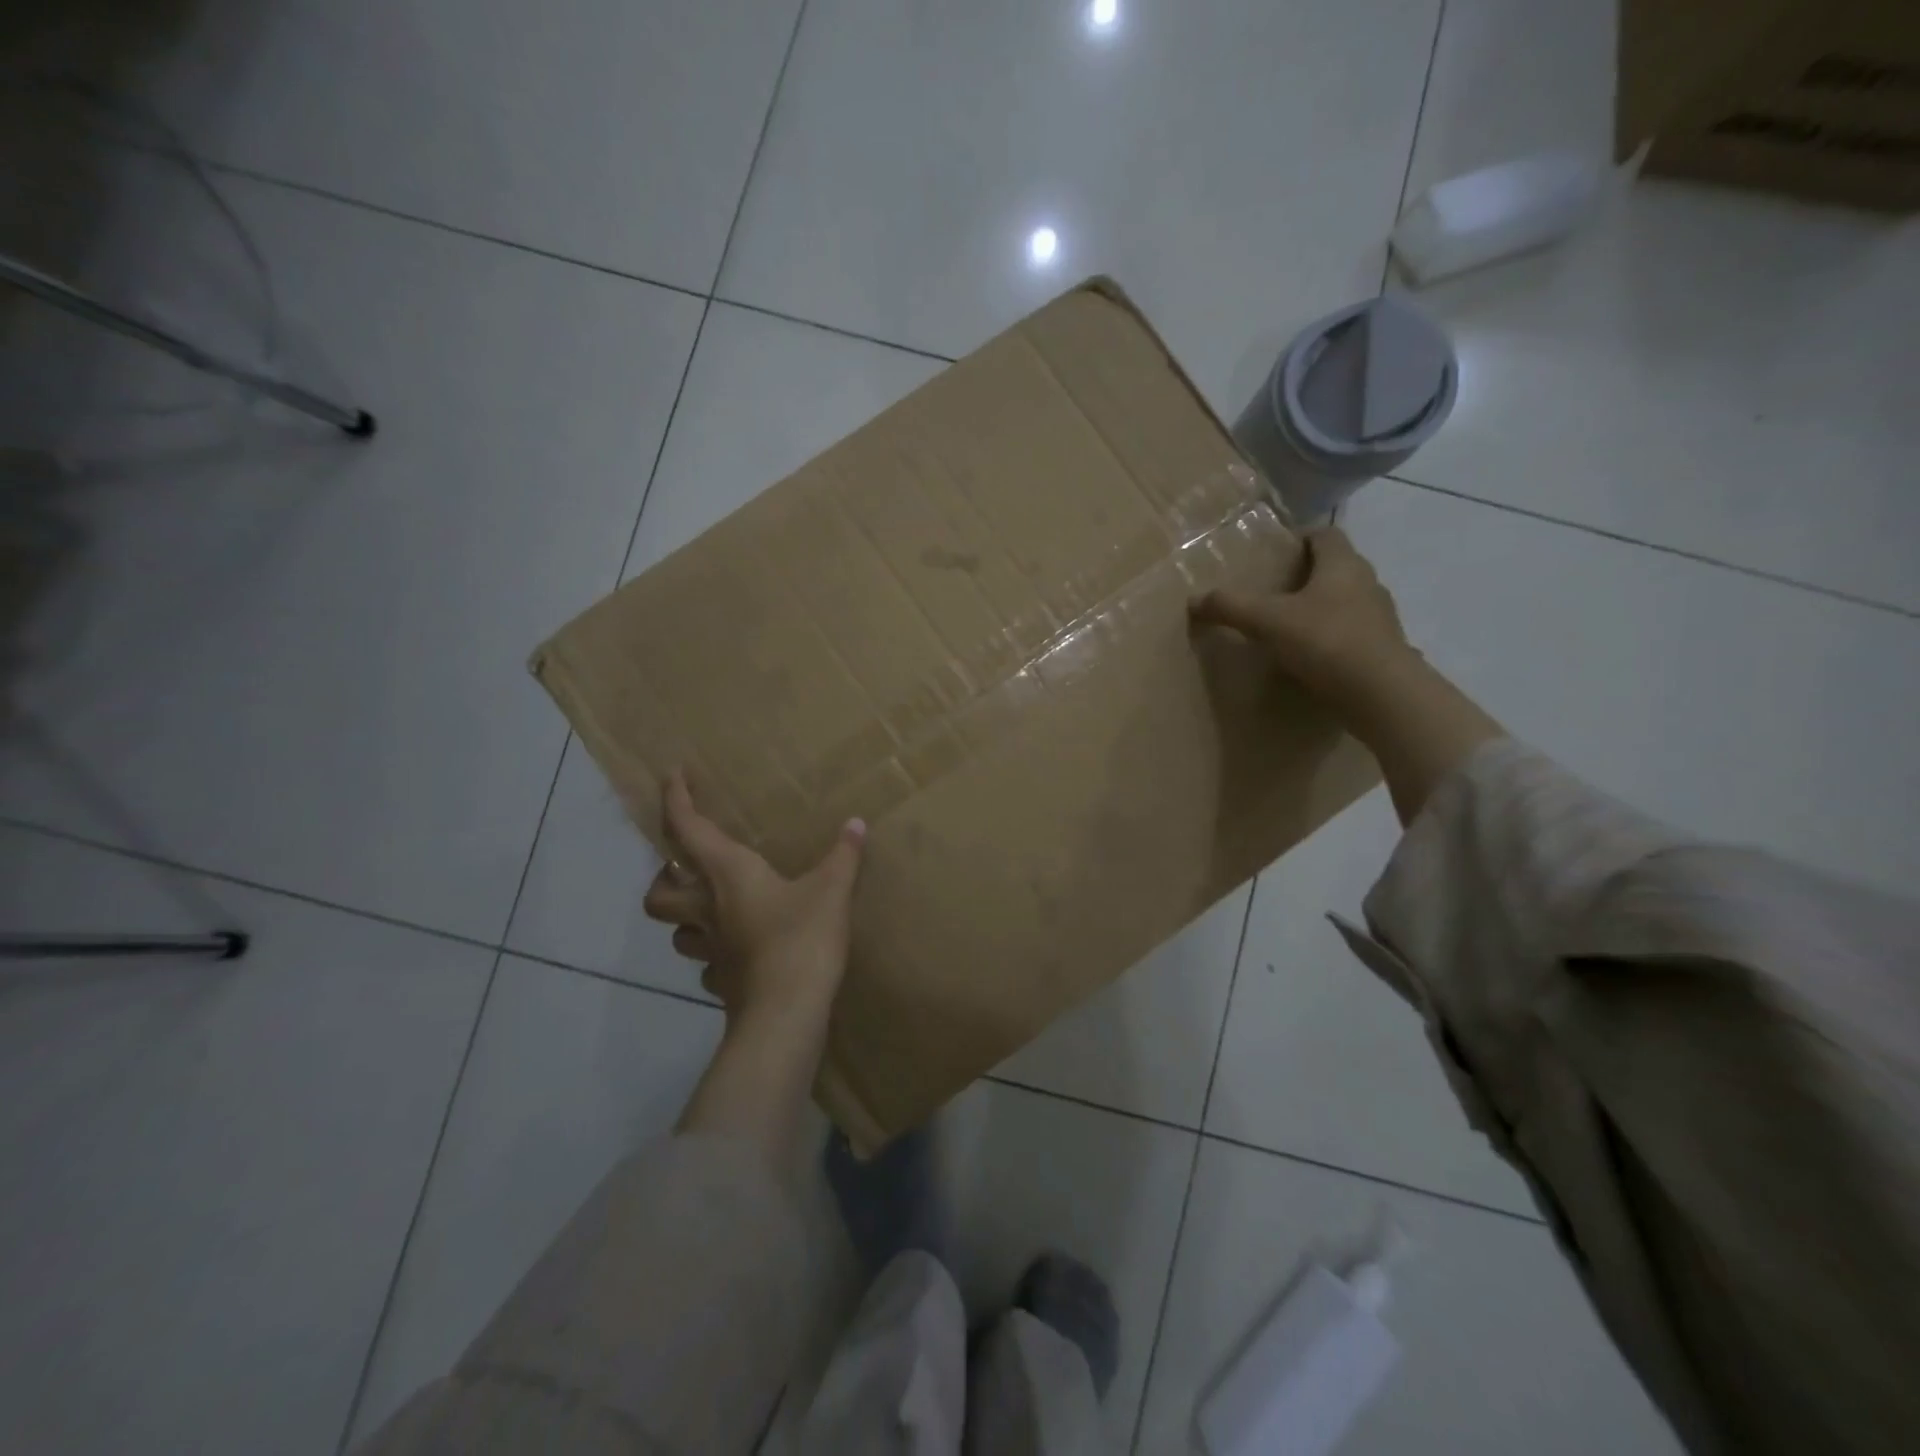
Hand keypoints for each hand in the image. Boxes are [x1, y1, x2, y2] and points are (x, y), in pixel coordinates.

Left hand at [642, 770, 866, 1027]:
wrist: (786, 1012)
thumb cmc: (802, 938)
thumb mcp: (832, 890)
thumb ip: (843, 855)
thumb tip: (856, 824)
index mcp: (728, 874)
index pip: (686, 828)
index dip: (675, 799)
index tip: (672, 776)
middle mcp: (708, 909)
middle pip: (658, 892)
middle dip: (664, 876)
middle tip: (687, 868)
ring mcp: (710, 950)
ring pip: (676, 930)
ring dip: (686, 916)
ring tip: (712, 909)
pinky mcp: (722, 981)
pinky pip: (707, 963)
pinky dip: (715, 953)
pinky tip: (739, 951)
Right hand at [1190, 526, 1418, 713]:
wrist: (1381, 693)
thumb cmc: (1326, 641)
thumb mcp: (1268, 621)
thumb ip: (1231, 607)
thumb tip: (1193, 600)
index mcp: (1343, 565)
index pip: (1325, 535)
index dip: (1301, 537)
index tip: (1276, 551)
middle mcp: (1367, 583)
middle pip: (1336, 567)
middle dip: (1307, 574)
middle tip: (1273, 589)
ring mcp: (1380, 617)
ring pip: (1346, 600)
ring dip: (1320, 607)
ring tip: (1288, 624)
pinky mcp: (1382, 649)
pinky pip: (1352, 632)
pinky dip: (1331, 637)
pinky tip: (1310, 655)